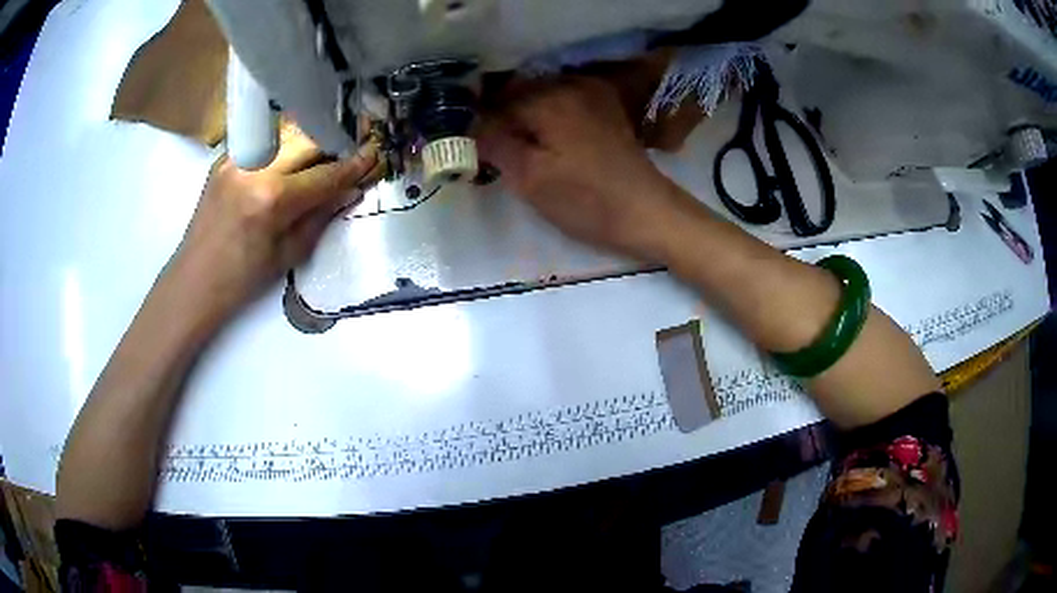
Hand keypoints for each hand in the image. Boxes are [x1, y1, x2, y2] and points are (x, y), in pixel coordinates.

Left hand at [171, 126, 380, 321]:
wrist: (195, 280)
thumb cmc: (242, 279)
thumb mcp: (289, 254)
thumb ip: (321, 216)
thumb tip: (349, 191)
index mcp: (273, 199)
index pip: (326, 174)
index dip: (354, 165)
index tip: (374, 155)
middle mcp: (255, 167)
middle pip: (308, 138)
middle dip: (333, 144)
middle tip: (347, 154)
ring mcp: (236, 158)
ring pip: (286, 132)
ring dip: (309, 140)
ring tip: (320, 154)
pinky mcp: (224, 157)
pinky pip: (263, 141)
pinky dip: (282, 146)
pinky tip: (288, 160)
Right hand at [476, 76, 687, 260]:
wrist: (647, 211)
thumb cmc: (586, 200)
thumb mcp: (529, 179)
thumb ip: (494, 145)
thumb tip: (470, 127)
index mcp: (547, 98)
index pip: (495, 105)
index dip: (480, 127)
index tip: (473, 150)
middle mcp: (568, 83)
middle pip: (517, 93)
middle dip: (501, 117)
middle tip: (492, 148)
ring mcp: (591, 91)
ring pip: (540, 95)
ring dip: (524, 114)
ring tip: (518, 145)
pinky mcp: (605, 105)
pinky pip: (563, 99)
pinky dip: (547, 113)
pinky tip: (547, 137)